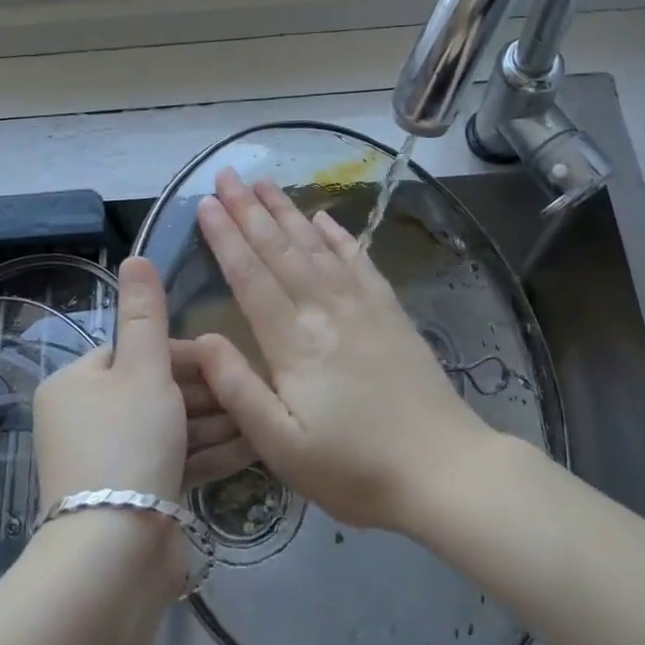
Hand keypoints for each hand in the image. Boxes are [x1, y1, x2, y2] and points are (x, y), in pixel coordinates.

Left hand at [33, 256, 255, 512]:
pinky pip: (175, 463)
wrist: (113, 558)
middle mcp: (86, 419)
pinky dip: (208, 455)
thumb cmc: (128, 444)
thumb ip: (145, 313)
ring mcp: (110, 462)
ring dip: (215, 423)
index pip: (136, 352)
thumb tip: (134, 255)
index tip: (224, 362)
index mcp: (76, 383)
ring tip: (261, 419)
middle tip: (252, 391)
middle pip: (156, 392)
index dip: (183, 356)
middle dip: (207, 393)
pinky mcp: (134, 497)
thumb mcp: (143, 370)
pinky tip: (250, 448)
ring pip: (171, 429)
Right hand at [192, 167, 496, 532]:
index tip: (206, 203)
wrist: (444, 470)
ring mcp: (362, 306)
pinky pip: (359, 260)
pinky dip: (338, 234)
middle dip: (249, 210)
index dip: (225, 238)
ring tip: (264, 181)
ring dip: (287, 211)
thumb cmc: (355, 469)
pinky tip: (323, 216)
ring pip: (316, 246)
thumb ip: (238, 390)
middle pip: (280, 250)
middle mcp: (325, 311)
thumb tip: (200, 340)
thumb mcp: (282, 447)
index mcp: (293, 343)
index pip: (250, 277)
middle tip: (227, 174)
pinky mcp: (390, 311)